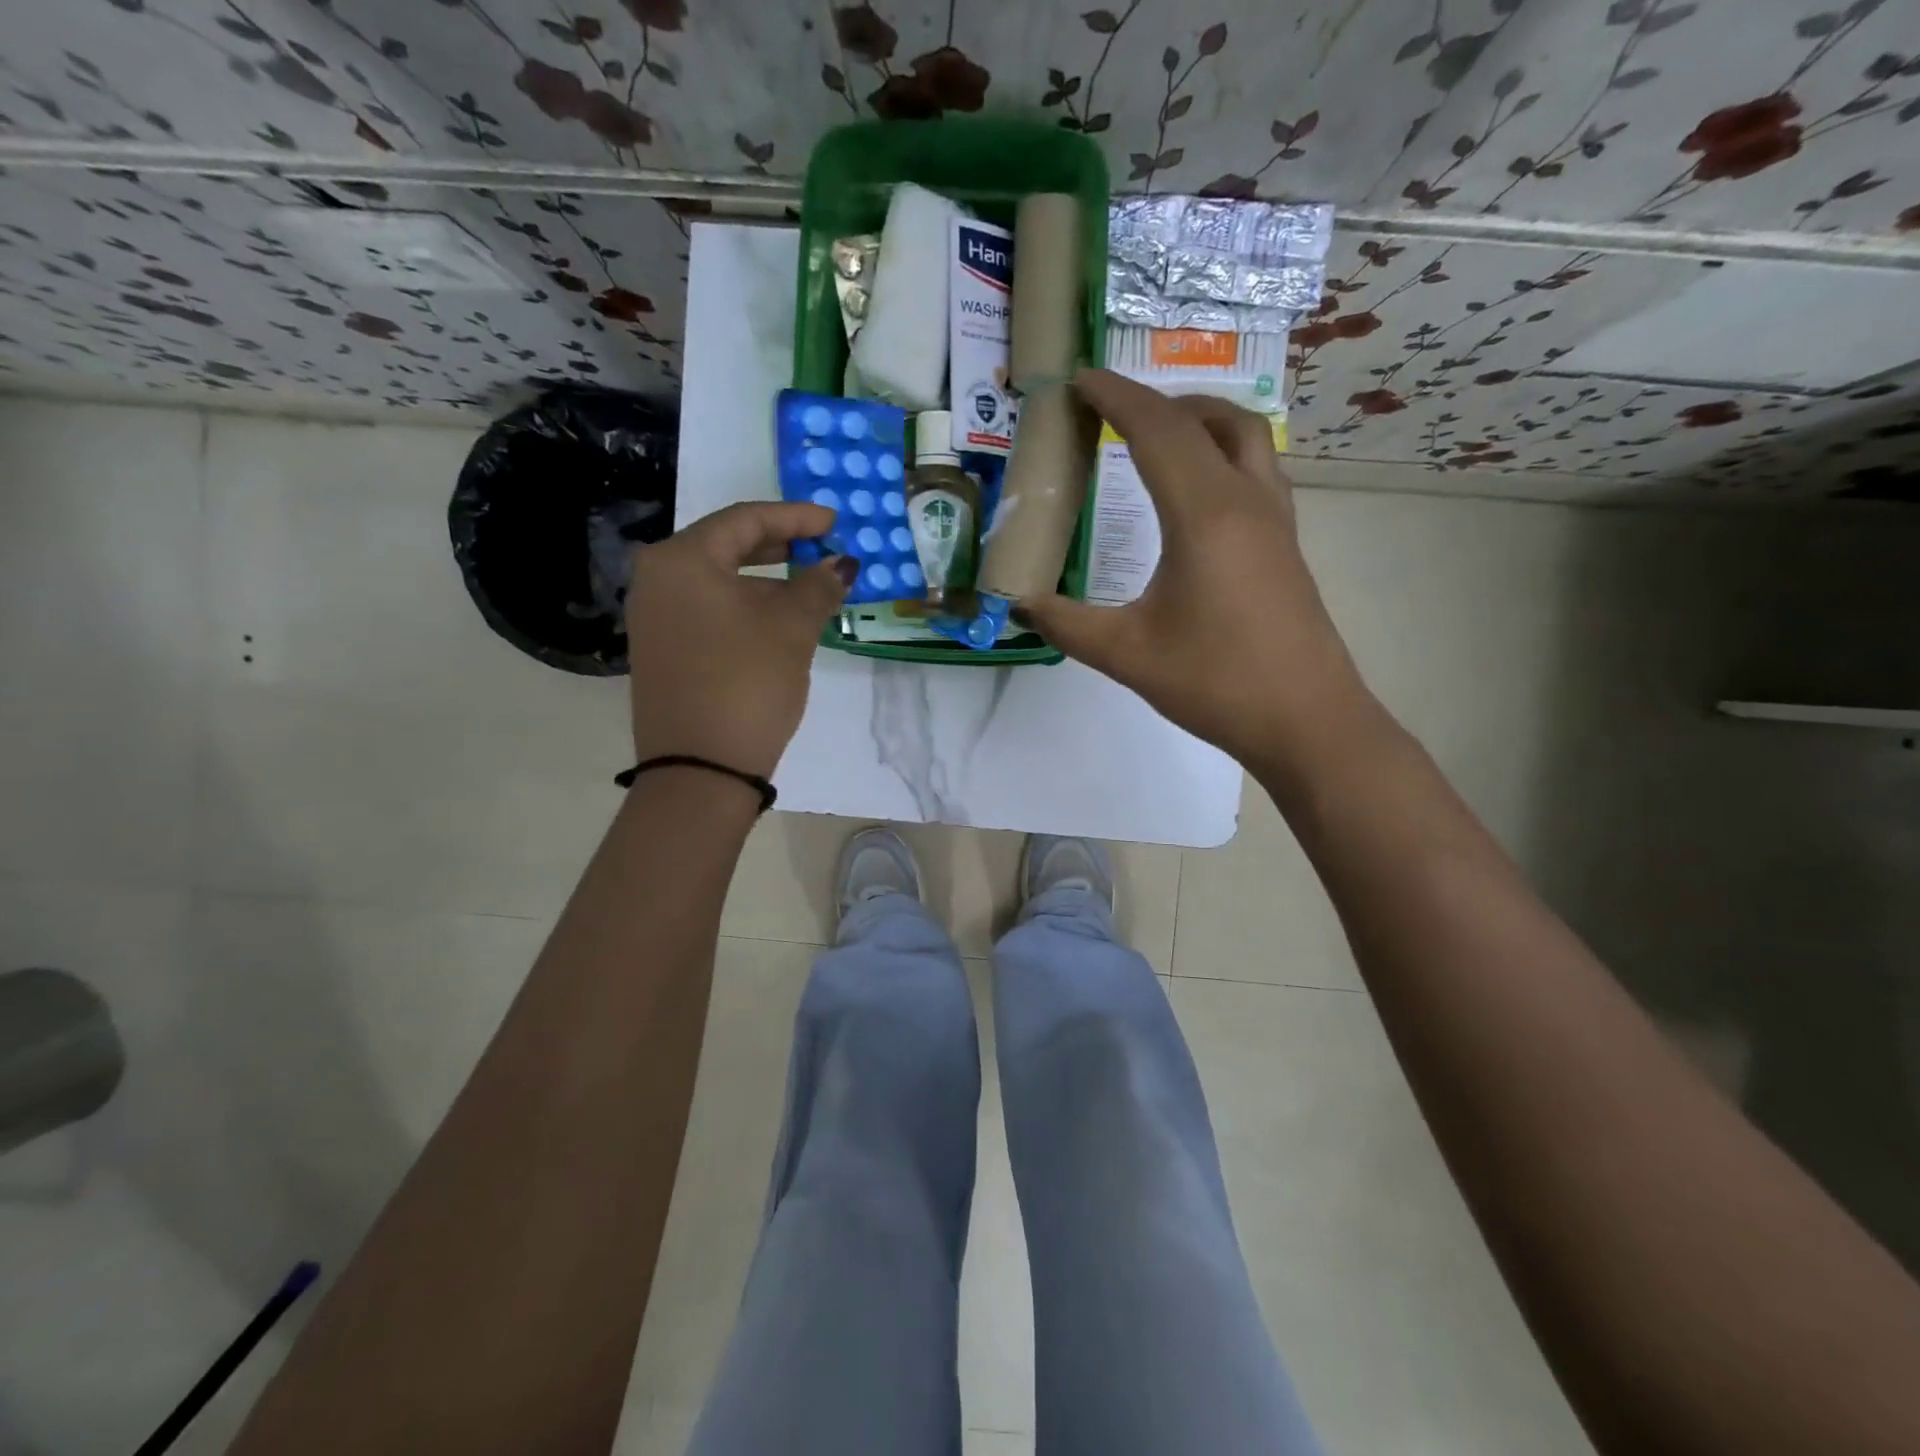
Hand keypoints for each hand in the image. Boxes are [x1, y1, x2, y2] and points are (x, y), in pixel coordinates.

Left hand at [623, 502, 854, 777]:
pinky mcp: (663, 651)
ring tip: (809, 589)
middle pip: (726, 546)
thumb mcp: (791, 629)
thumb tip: (842, 564)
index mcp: (681, 560)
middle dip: (779, 546)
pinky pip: (708, 610)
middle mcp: (657, 580)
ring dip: (765, 581)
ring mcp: (654, 618)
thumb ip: (818, 586)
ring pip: (718, 582)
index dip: (795, 517)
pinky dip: (745, 607)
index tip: (834, 522)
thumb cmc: (746, 682)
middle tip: (820, 547)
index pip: (744, 520)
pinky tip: (777, 622)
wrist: (700, 769)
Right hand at [1020, 368, 1371, 767]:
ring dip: (1199, 422)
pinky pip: (1256, 470)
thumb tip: (1017, 602)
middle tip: (1113, 412)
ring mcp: (1276, 521)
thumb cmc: (1216, 683)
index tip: (1080, 380)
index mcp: (1205, 514)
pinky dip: (1221, 454)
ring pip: (1246, 438)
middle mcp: (1246, 501)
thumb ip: (1066, 624)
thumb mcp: (1126, 654)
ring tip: (1156, 438)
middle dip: (1156, 402)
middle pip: (1209, 419)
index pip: (1158, 430)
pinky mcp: (1286, 545)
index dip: (1115, 398)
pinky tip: (1195, 493)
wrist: (1307, 721)